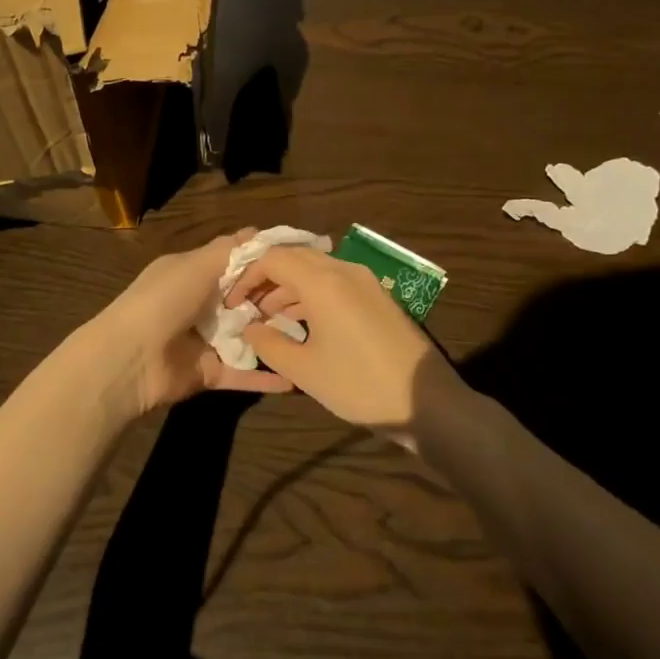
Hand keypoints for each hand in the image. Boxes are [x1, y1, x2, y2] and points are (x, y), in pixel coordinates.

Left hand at [93, 229, 292, 415]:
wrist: (130, 359)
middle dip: (275, 301)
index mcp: (193, 274)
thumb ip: (229, 250)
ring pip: (248, 337)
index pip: (235, 265)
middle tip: (311, 302)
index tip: (299, 264)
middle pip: (246, 301)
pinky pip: (243, 373)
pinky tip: (298, 377)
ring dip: (275, 337)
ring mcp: (206, 341)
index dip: (264, 264)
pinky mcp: (210, 373)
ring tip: (314, 336)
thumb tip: (258, 231)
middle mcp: (200, 305)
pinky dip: (267, 376)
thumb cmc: (163, 300)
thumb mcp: (195, 265)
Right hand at [226, 247, 461, 447]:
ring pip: (316, 270)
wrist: (425, 401)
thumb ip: (268, 343)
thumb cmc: (358, 384)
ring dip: (289, 287)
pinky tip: (302, 322)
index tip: (234, 302)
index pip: (273, 258)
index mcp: (323, 282)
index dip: (247, 276)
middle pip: (296, 258)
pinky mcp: (378, 297)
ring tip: (271, 318)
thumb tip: (250, 326)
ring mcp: (365, 282)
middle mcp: (344, 270)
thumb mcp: (303, 369)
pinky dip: (312, 294)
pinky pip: (335, 283)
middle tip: (248, 306)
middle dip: (267, 278)